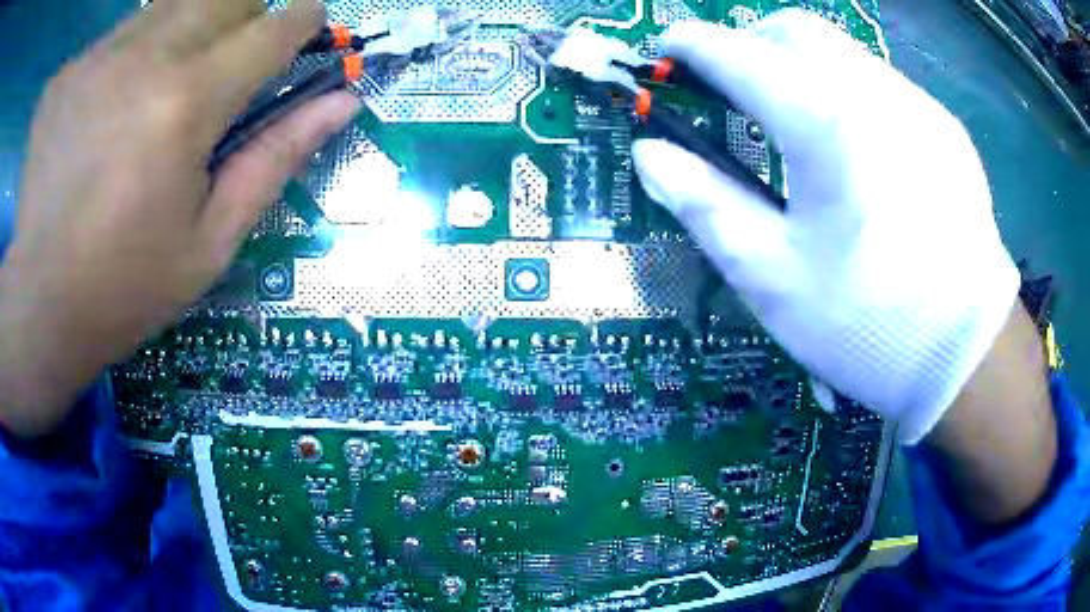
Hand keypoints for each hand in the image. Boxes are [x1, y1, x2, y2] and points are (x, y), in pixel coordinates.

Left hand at [0, 0, 359, 435]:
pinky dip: (133, 53)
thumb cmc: (126, 288)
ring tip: (168, 81)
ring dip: (189, 27)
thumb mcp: (211, 243)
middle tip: (234, 57)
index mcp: (186, 105)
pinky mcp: (65, 75)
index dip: (302, 21)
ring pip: (171, 3)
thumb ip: (276, 159)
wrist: (40, 307)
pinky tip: (112, 104)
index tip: (308, 25)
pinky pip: (119, 34)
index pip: (272, 29)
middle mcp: (142, 59)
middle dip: (246, 15)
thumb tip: (343, 102)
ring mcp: (95, 60)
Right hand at [633, 11, 1019, 442]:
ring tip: (796, 124)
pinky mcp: (944, 128)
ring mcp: (917, 105)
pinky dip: (849, 93)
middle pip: (792, 30)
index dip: (689, 46)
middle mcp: (873, 92)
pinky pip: (882, 84)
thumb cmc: (866, 325)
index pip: (736, 53)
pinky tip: (858, 151)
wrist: (966, 355)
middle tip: (735, 90)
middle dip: (749, 45)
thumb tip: (650, 154)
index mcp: (824, 123)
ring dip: (801, 67)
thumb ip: (705, 203)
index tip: (665, 53)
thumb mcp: (772, 277)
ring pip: (841, 51)